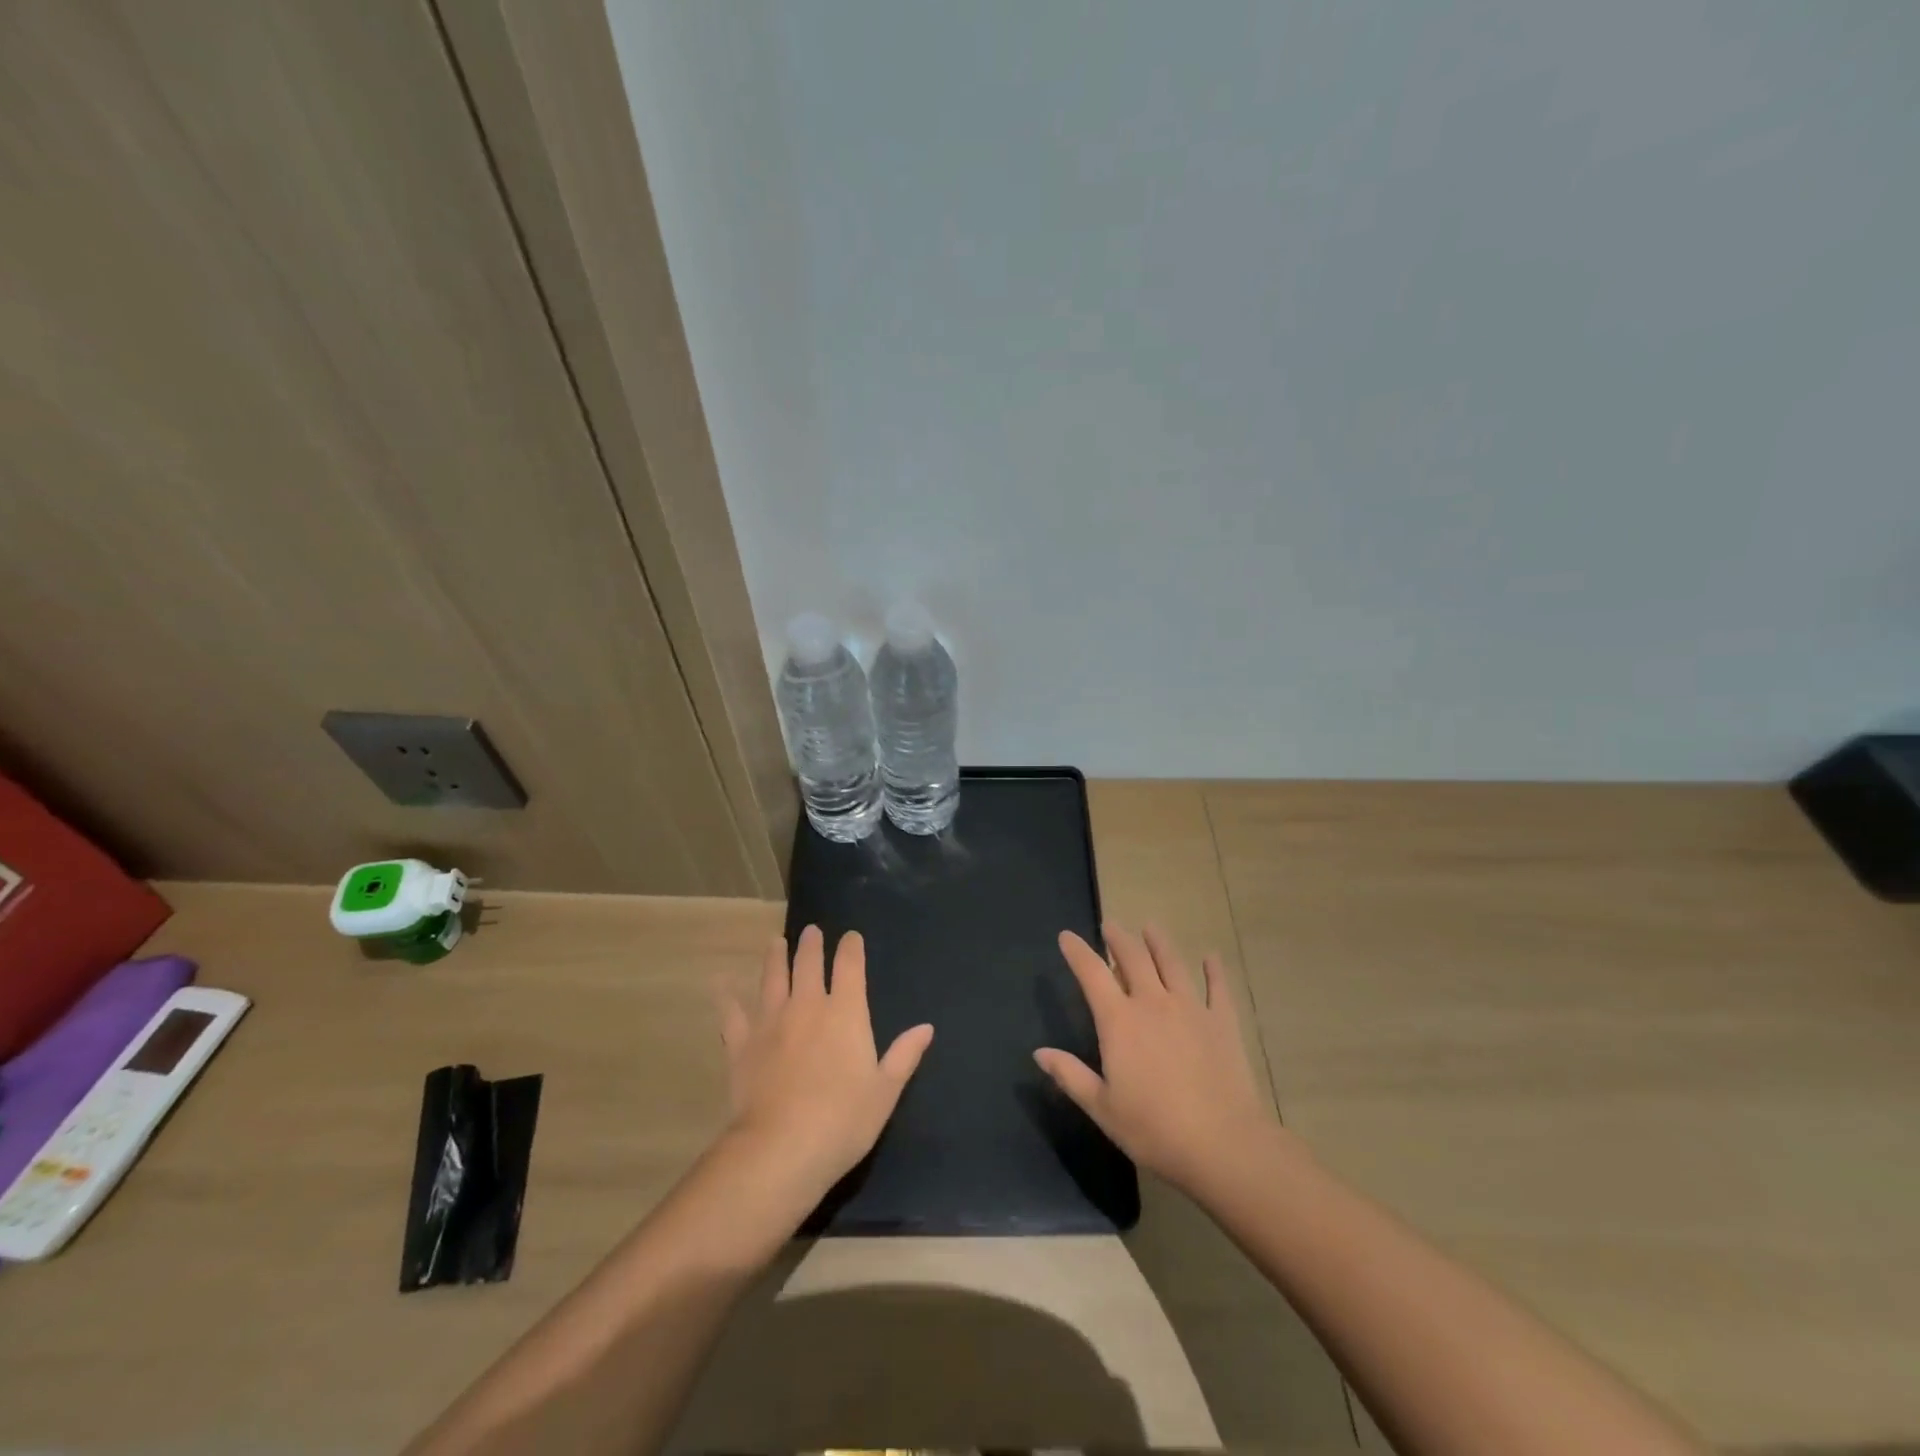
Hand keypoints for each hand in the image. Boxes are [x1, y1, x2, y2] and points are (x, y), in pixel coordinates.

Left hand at [719, 925, 933, 1196]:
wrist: (781, 1148)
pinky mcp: (742, 1043)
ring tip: (776, 942)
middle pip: (809, 964)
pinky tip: (721, 982)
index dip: (851, 948)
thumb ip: (904, 1055)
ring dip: (775, 957)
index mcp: (846, 1013)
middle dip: (811, 945)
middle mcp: (808, 1006)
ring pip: (773, 978)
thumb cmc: (842, 1121)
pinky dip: (726, 996)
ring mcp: (771, 1022)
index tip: (850, 936)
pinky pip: (732, 1013)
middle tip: (810, 931)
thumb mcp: (884, 1092)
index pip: (850, 967)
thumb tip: (926, 1027)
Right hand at [1035, 922, 1277, 1195]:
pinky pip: (1218, 987)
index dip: (1077, 952)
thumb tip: (1039, 1052)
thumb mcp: (1102, 1107)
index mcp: (1119, 1021)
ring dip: (1159, 942)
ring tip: (1150, 927)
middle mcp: (1152, 1002)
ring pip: (1172, 963)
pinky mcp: (1222, 1022)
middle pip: (1133, 957)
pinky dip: (1214, 970)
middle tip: (1110, 925)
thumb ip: (1070, 1075)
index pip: (1092, 974)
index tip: (1066, 936)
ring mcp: (1190, 1008)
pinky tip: (1211, 957)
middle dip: (1118, 938)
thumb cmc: (1153, 1129)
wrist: (1222, 1144)